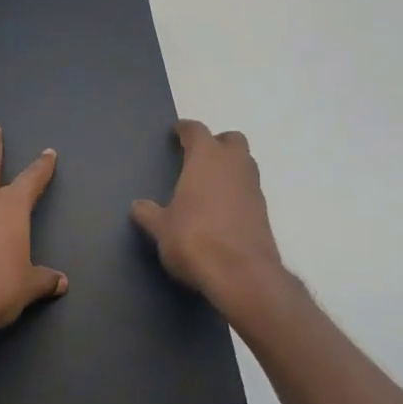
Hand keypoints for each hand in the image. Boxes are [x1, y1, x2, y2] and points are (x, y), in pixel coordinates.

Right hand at [131, 120, 285, 304]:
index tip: (177, 132)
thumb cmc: (193, 239)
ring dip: (230, 167)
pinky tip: (222, 210)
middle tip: (198, 157)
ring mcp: (253, 187)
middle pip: (231, 140)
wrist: (241, 274)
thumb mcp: (161, 228)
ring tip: (209, 184)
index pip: (197, 131)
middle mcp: (234, 165)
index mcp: (206, 158)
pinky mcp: (264, 212)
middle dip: (217, 143)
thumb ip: (149, 213)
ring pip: (245, 164)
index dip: (185, 129)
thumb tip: (138, 206)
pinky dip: (237, 192)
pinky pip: (249, 190)